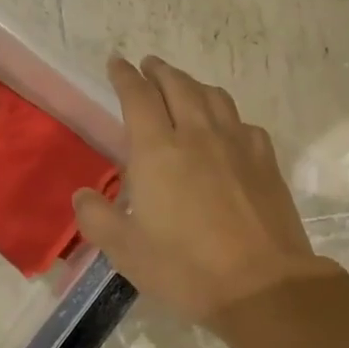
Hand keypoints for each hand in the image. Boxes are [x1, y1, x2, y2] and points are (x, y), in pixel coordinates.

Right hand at [73, 56, 340, 324]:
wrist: (262, 285)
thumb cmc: (186, 268)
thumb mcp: (126, 251)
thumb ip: (98, 218)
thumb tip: (83, 195)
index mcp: (158, 151)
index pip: (138, 97)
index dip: (125, 76)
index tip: (117, 62)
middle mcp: (198, 135)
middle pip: (178, 86)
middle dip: (159, 71)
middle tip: (149, 65)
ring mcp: (237, 144)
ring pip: (214, 97)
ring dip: (193, 84)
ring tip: (184, 86)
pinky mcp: (265, 161)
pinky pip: (243, 123)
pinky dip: (227, 115)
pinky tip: (227, 128)